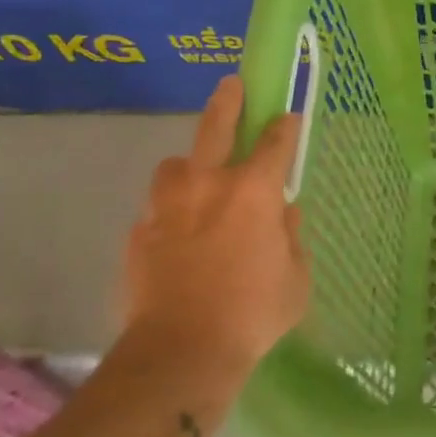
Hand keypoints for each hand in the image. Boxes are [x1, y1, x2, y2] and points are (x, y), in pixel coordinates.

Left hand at [122, 76, 311, 372]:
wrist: (182, 351)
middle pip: (216, 126)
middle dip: (228, 101)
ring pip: (176, 166)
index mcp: (253, 191)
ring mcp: (168, 206)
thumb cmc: (253, 314)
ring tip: (197, 187)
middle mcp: (209, 185)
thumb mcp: (295, 279)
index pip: (275, 143)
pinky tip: (177, 239)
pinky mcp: (139, 232)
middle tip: (232, 85)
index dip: (284, 127)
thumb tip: (283, 216)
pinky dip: (170, 215)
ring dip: (189, 169)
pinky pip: (157, 210)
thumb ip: (291, 239)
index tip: (287, 118)